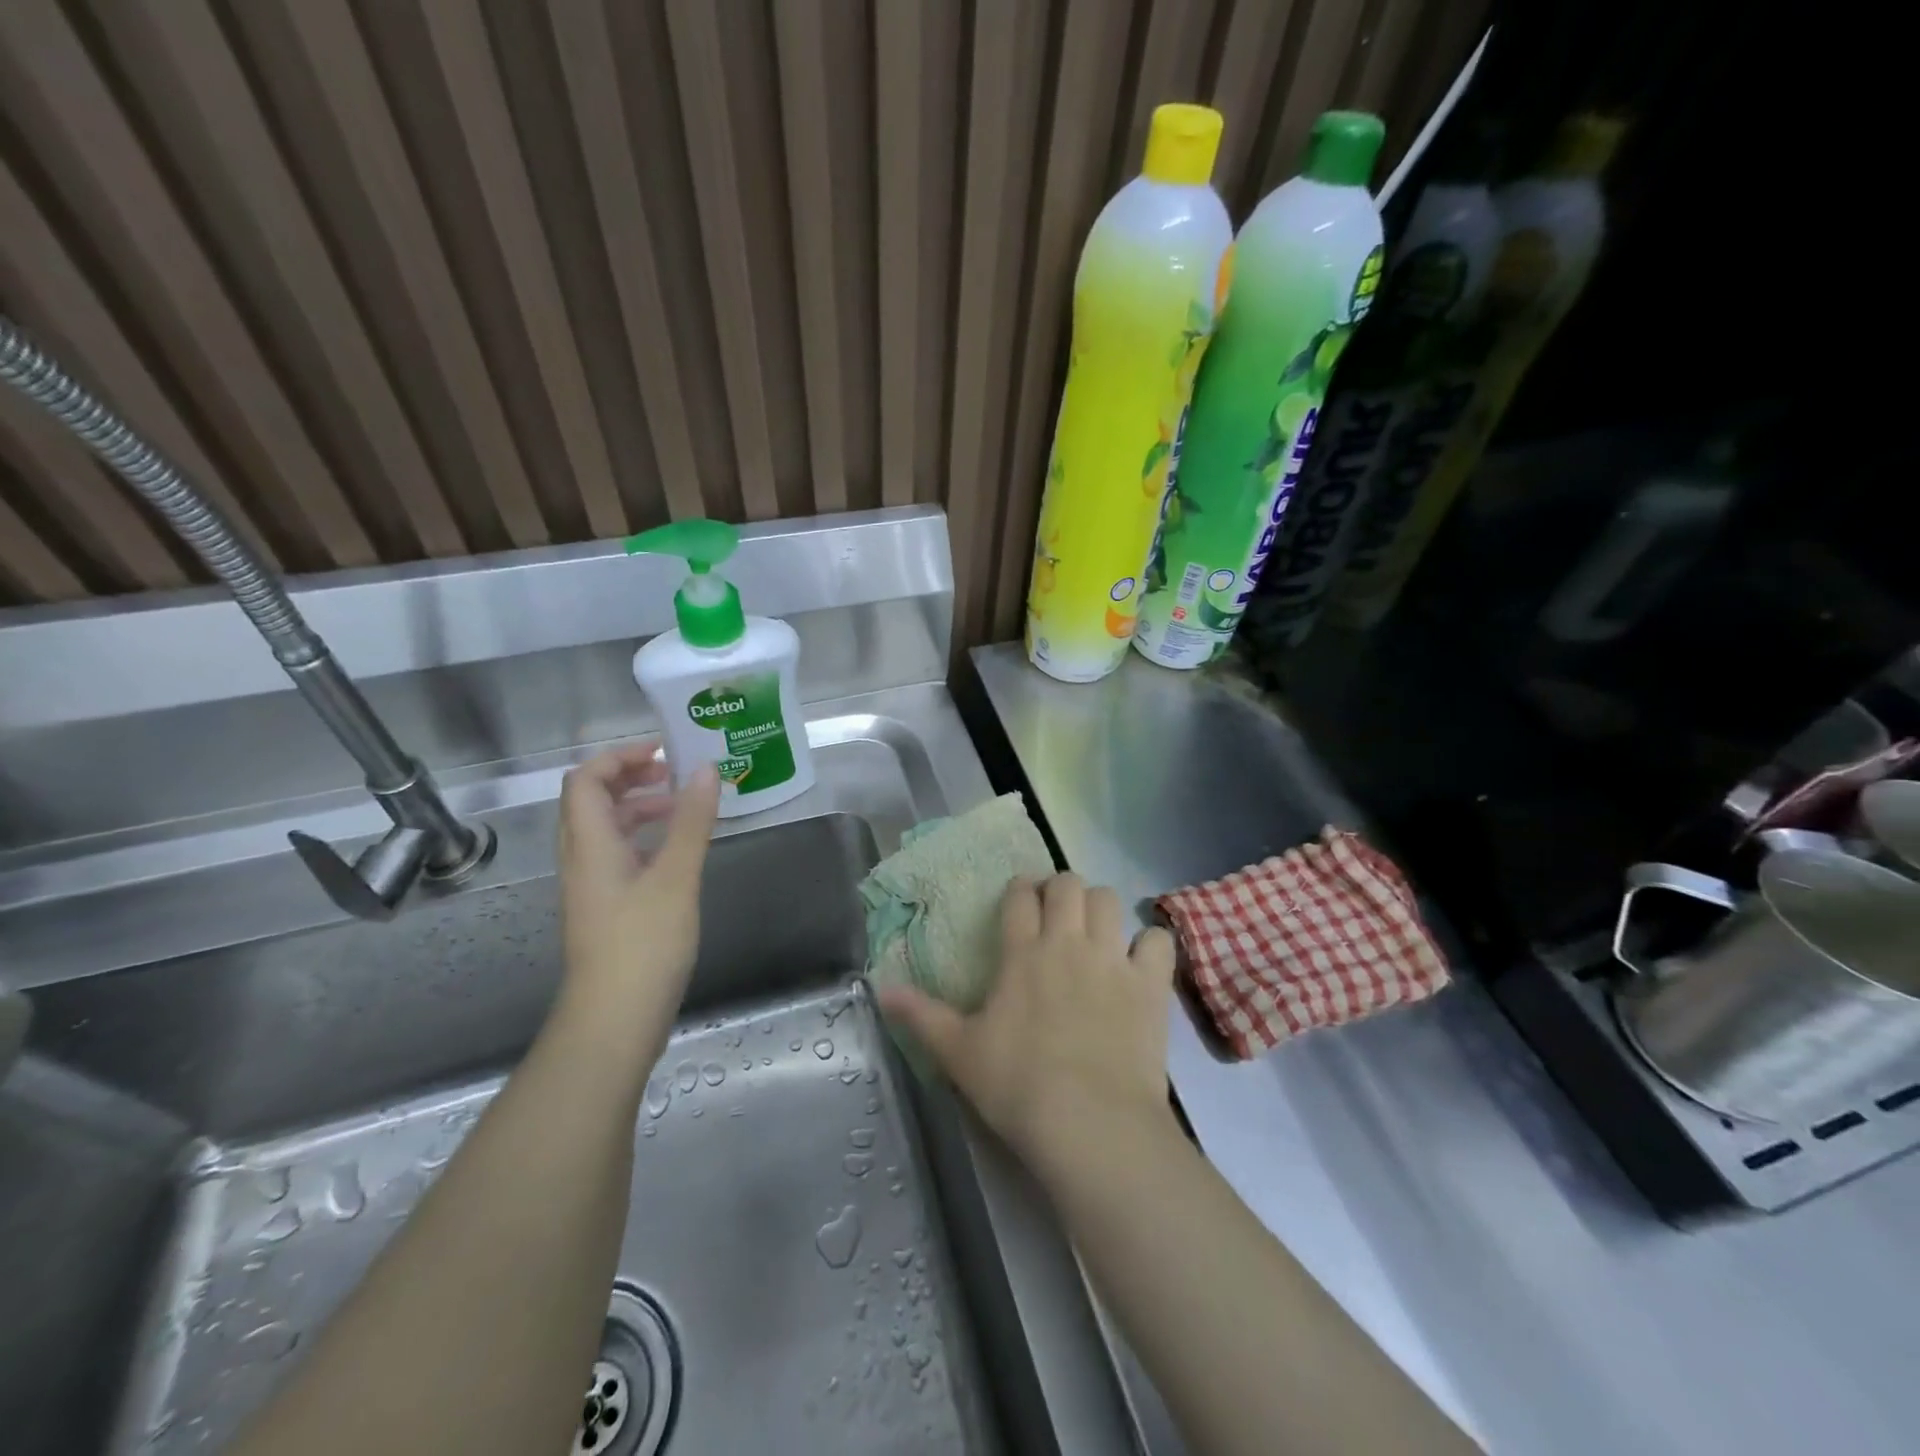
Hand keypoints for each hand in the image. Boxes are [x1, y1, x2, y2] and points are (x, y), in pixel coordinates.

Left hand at [555, 745, 718, 1052]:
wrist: (613, 1020)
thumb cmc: (643, 945)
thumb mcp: (676, 878)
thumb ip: (691, 822)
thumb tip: (706, 769)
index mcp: (590, 845)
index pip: (586, 780)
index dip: (619, 756)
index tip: (664, 750)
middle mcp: (582, 859)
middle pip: (591, 800)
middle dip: (630, 776)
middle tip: (675, 773)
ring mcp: (592, 885)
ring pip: (606, 828)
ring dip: (639, 806)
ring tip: (683, 805)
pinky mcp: (606, 908)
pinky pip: (618, 854)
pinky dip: (644, 837)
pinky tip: (677, 849)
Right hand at [876, 873, 1177, 1177]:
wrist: (1091, 1125)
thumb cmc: (1018, 1086)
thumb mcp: (959, 1053)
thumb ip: (921, 1015)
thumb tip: (880, 987)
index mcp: (1023, 952)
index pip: (1020, 895)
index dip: (1019, 891)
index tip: (1019, 902)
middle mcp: (1068, 942)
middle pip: (1068, 884)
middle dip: (1060, 889)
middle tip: (1055, 914)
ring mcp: (1113, 959)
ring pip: (1109, 900)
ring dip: (1099, 907)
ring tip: (1093, 931)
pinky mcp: (1150, 985)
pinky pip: (1157, 941)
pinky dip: (1148, 944)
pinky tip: (1139, 963)